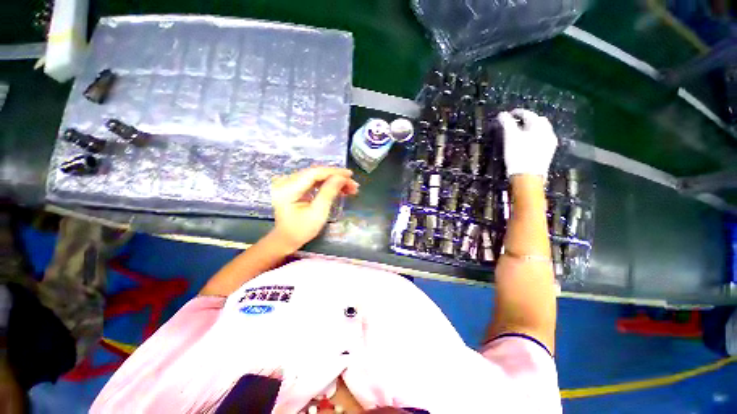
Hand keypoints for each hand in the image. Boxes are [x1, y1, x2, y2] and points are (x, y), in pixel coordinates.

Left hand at [270, 166, 358, 250]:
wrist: (285, 239)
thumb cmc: (301, 230)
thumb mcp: (317, 213)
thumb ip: (328, 192)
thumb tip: (341, 177)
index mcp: (287, 189)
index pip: (313, 173)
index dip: (333, 172)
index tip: (350, 175)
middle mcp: (285, 181)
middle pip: (315, 173)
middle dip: (336, 177)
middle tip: (353, 184)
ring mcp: (288, 183)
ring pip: (315, 176)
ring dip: (333, 180)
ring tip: (349, 187)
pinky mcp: (293, 186)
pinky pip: (312, 181)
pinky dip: (326, 183)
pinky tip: (338, 188)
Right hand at [498, 109, 557, 177]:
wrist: (528, 176)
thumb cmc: (518, 154)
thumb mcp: (510, 137)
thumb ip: (506, 123)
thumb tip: (502, 114)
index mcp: (539, 125)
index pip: (528, 114)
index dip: (517, 113)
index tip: (508, 114)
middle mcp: (548, 131)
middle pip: (537, 121)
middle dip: (527, 120)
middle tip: (515, 123)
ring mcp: (550, 143)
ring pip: (541, 131)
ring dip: (531, 129)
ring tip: (520, 133)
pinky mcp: (548, 153)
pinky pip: (542, 140)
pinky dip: (534, 138)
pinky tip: (527, 143)